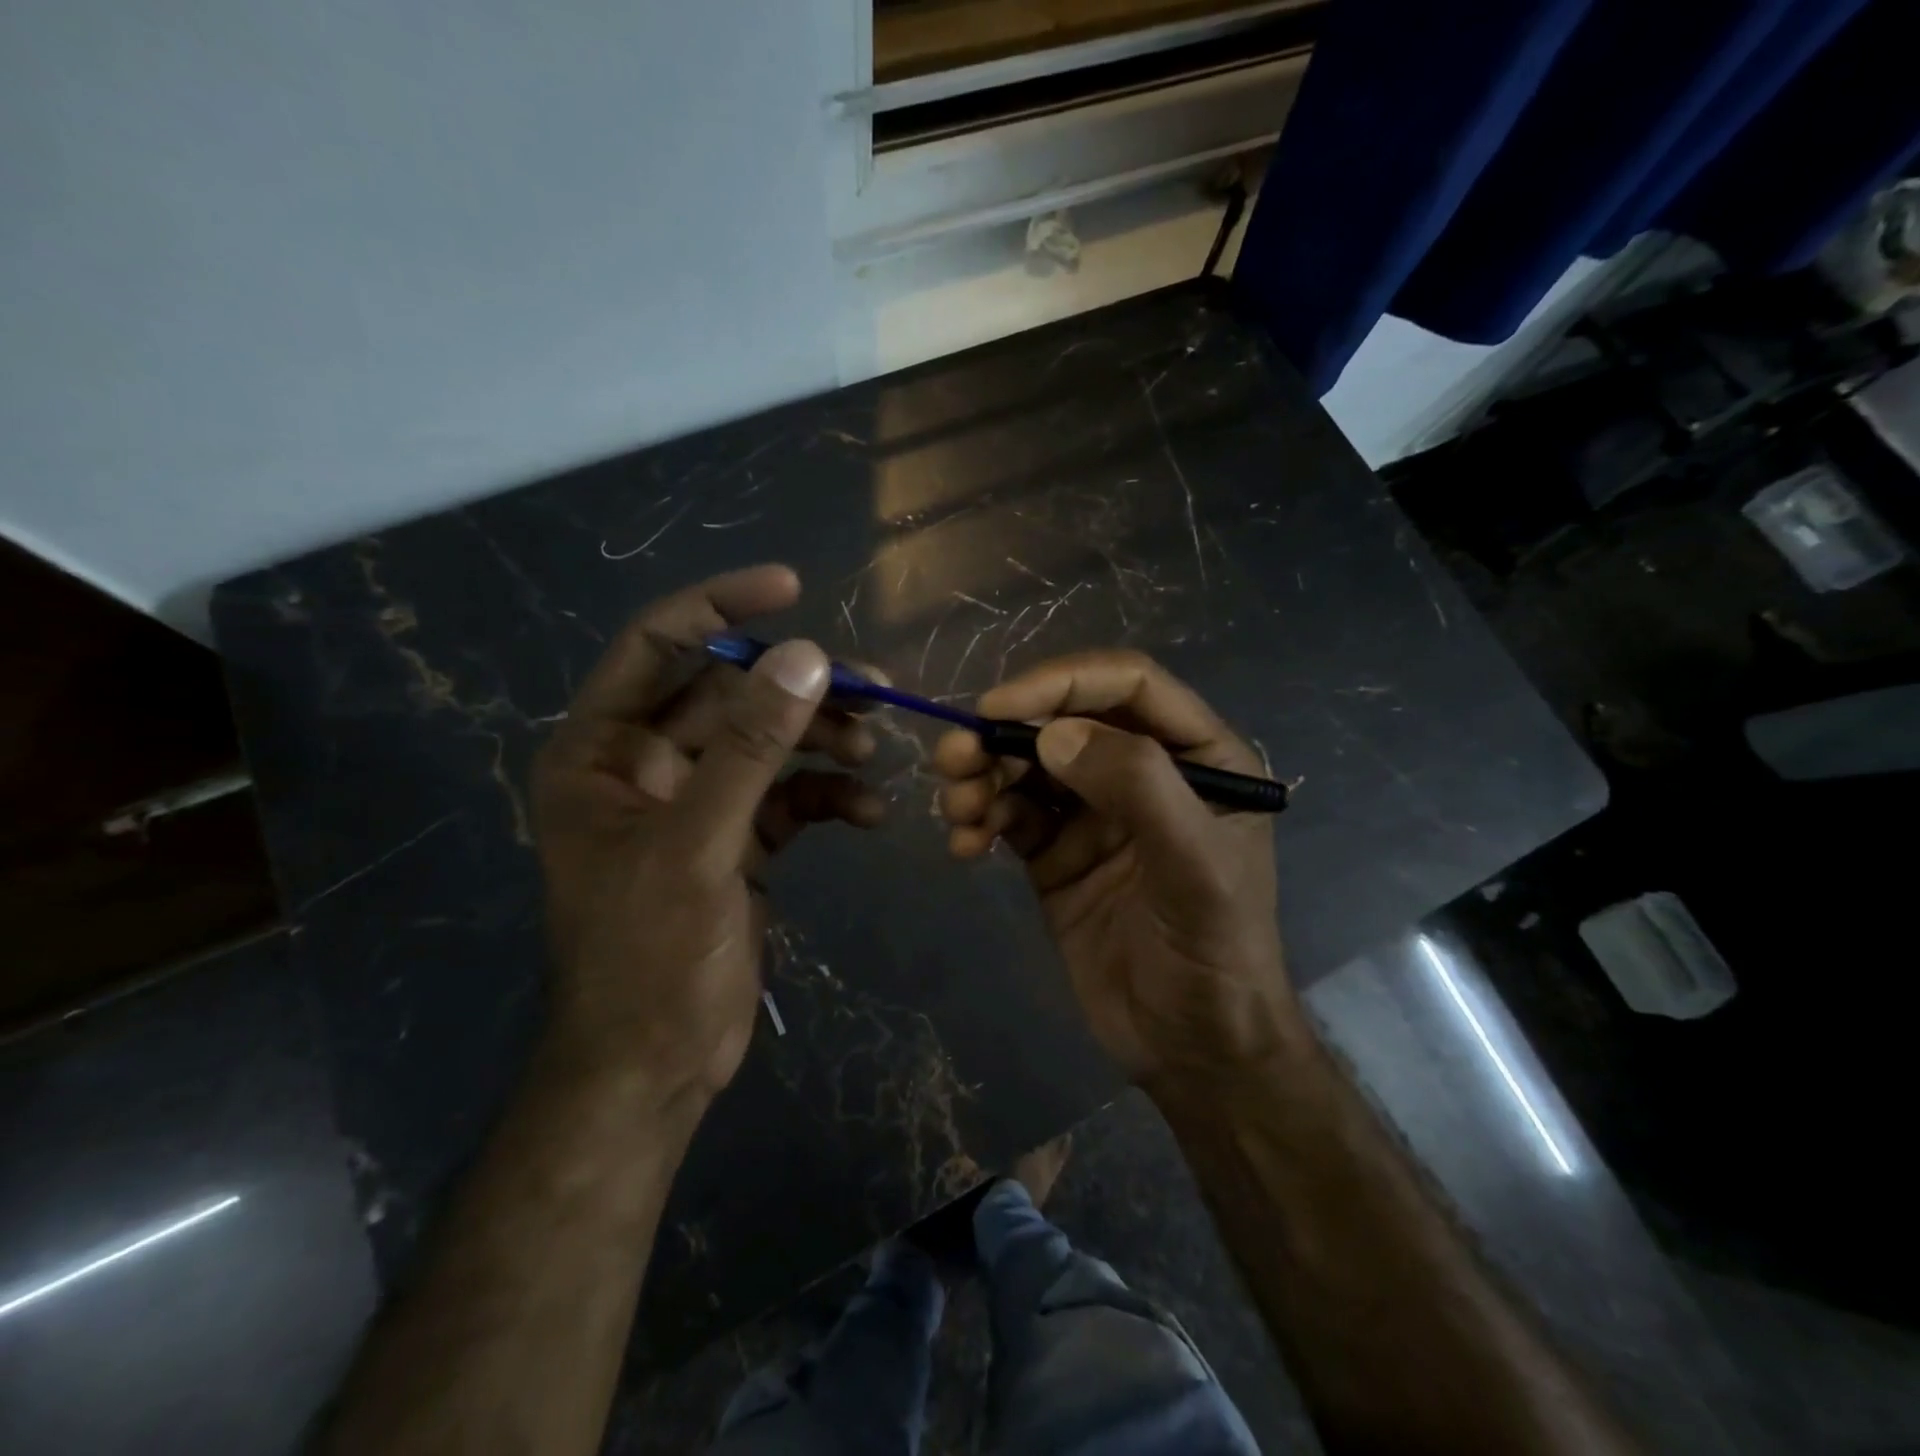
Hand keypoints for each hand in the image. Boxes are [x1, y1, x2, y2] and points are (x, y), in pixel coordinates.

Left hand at [531, 565, 883, 1111]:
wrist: (656, 1066)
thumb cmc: (650, 956)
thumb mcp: (699, 843)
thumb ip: (751, 746)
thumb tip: (807, 655)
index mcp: (604, 750)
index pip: (658, 646)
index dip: (720, 609)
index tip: (791, 587)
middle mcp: (648, 764)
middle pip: (733, 696)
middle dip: (803, 690)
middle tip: (874, 689)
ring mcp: (699, 802)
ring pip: (771, 743)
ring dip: (825, 741)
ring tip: (875, 751)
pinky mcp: (740, 839)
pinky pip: (792, 795)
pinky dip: (831, 795)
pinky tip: (870, 812)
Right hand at [935, 651, 1298, 1082]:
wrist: (1193, 1050)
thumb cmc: (1215, 952)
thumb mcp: (1195, 866)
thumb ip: (1137, 787)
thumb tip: (1052, 733)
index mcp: (1197, 754)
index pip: (1127, 685)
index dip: (1061, 682)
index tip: (999, 706)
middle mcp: (1142, 771)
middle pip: (1064, 720)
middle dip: (1004, 732)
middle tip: (954, 758)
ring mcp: (1094, 812)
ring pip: (1027, 765)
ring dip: (982, 776)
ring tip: (956, 809)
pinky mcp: (1056, 853)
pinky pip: (1009, 815)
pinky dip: (980, 820)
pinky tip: (964, 846)